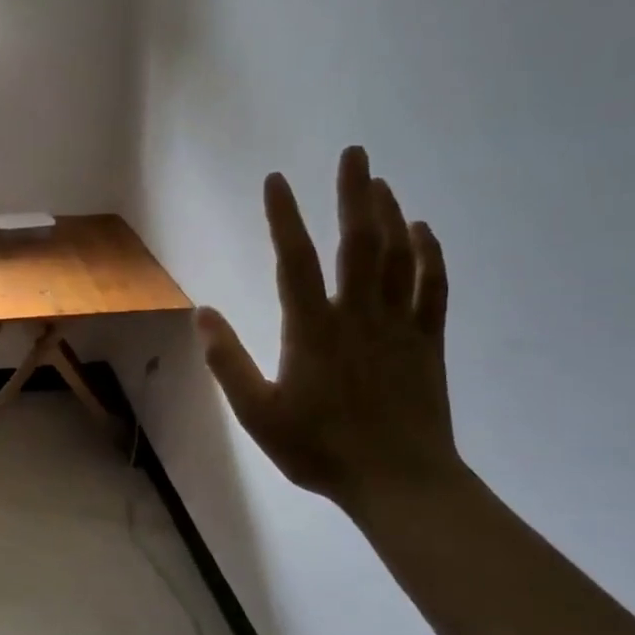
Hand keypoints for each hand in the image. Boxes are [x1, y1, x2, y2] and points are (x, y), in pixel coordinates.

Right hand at [197, 147, 460, 508]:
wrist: (398, 481)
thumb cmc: (319, 449)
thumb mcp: (257, 413)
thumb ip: (227, 361)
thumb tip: (202, 313)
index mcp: (311, 330)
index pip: (293, 261)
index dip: (283, 217)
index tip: (276, 180)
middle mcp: (357, 315)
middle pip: (357, 242)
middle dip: (354, 193)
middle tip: (355, 153)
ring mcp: (398, 326)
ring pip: (398, 257)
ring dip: (389, 214)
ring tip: (380, 182)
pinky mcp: (427, 342)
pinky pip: (431, 288)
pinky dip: (429, 255)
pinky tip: (423, 231)